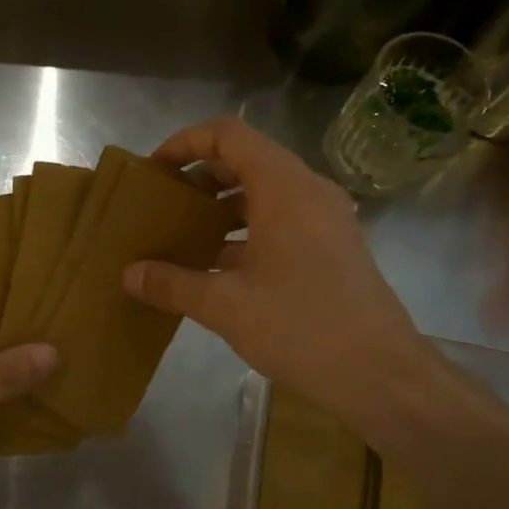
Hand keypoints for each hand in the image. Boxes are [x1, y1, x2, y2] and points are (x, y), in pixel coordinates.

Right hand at [123, 117, 437, 438]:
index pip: (230, 135)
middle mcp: (309, 191)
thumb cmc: (300, 326)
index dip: (187, 143)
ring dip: (223, 207)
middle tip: (163, 204)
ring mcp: (326, 220)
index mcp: (284, 188)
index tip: (155, 170)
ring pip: (265, 194)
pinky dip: (247, 232)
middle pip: (247, 161)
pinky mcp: (333, 249)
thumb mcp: (226, 305)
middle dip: (201, 178)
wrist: (379, 373)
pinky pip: (282, 222)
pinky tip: (218, 267)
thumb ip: (173, 284)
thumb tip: (129, 275)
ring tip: (184, 235)